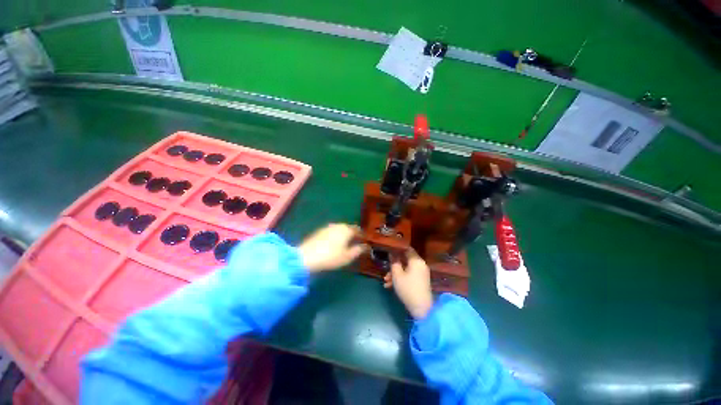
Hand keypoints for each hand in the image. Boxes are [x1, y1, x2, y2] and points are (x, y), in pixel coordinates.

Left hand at [298, 223, 367, 271]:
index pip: (358, 230)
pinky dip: (336, 236)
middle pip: (349, 228)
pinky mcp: (319, 231)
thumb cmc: (331, 257)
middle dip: (353, 234)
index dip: (362, 236)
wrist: (306, 257)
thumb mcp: (347, 256)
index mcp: (347, 229)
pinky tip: (334, 243)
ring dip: (344, 235)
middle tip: (356, 243)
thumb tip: (366, 246)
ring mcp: (327, 227)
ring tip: (346, 244)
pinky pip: (332, 231)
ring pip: (340, 229)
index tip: (365, 242)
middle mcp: (338, 225)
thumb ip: (358, 250)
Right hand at [383, 250, 433, 318]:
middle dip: (394, 265)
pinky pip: (409, 275)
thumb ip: (394, 262)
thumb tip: (392, 253)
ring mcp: (421, 273)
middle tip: (385, 271)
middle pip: (405, 260)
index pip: (407, 248)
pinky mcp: (421, 281)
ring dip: (395, 273)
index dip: (397, 248)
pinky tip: (391, 286)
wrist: (422, 309)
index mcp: (416, 260)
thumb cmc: (408, 288)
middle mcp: (420, 264)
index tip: (389, 250)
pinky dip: (401, 278)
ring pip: (406, 269)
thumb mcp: (397, 275)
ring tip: (386, 281)